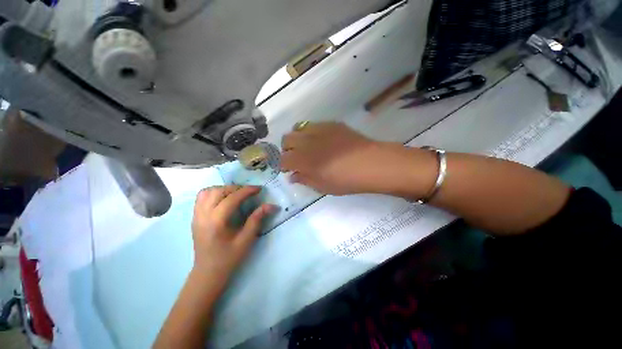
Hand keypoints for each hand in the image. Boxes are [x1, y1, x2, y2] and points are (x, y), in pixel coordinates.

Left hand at [191, 186, 275, 282]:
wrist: (208, 272)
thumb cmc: (228, 258)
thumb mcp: (246, 240)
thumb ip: (257, 219)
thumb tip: (271, 205)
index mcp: (216, 222)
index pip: (231, 198)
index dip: (246, 191)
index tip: (259, 189)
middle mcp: (203, 216)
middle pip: (218, 191)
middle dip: (236, 188)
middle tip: (248, 192)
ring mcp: (196, 216)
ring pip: (207, 192)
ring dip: (224, 189)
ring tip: (236, 194)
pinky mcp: (194, 217)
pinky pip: (201, 197)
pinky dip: (213, 192)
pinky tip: (223, 199)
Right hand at [281, 122, 435, 195]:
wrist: (371, 163)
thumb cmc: (347, 180)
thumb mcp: (324, 187)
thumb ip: (305, 180)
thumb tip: (293, 176)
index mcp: (304, 160)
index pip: (283, 159)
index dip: (283, 164)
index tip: (288, 169)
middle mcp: (307, 142)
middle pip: (286, 139)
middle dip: (287, 149)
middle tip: (297, 157)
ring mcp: (319, 130)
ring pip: (297, 128)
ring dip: (297, 138)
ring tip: (307, 147)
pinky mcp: (331, 124)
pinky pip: (313, 124)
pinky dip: (310, 132)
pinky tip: (321, 140)